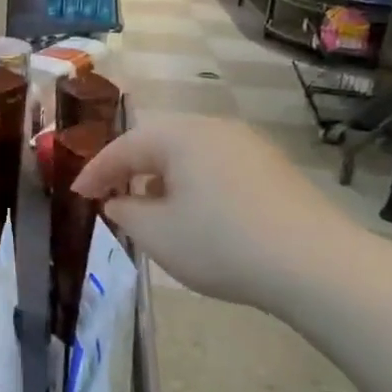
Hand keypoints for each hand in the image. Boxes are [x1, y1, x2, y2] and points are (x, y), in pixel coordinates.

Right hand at [72, 115, 357, 308]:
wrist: (314, 264)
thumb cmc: (220, 243)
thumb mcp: (156, 234)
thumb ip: (125, 212)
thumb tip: (119, 201)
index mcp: (180, 135)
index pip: (124, 146)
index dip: (95, 171)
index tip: (77, 194)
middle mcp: (214, 128)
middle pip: (158, 143)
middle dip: (130, 170)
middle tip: (110, 196)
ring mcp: (249, 145)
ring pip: (190, 154)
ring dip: (163, 177)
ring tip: (151, 208)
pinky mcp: (273, 168)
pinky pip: (218, 166)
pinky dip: (195, 184)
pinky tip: (196, 214)